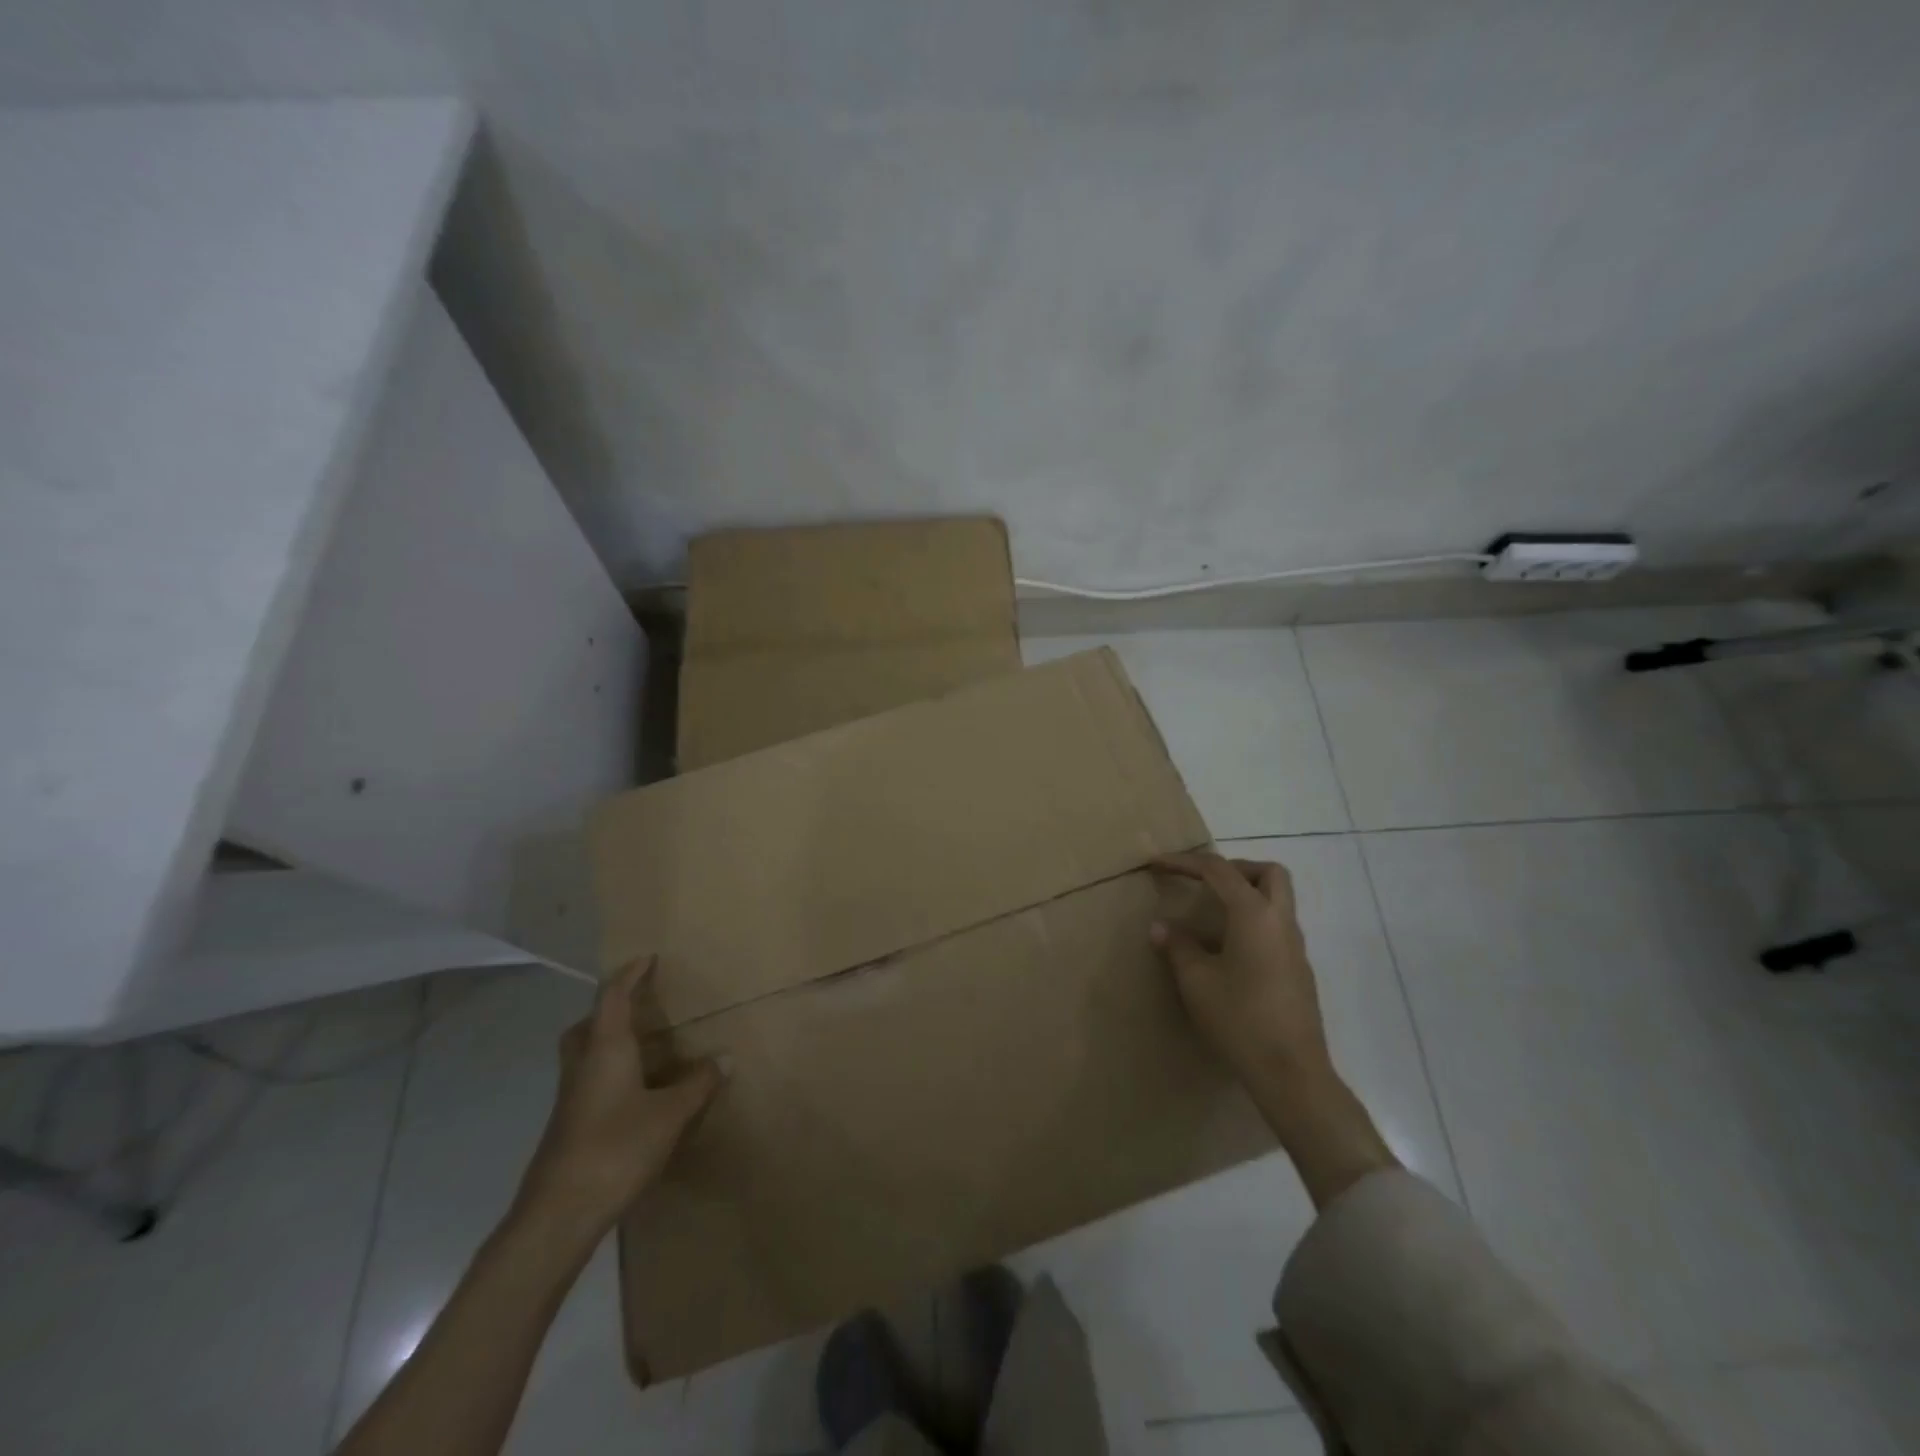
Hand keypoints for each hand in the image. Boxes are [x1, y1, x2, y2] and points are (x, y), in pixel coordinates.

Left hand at [514, 957, 721, 1238]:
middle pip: (587, 1023)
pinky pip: (588, 1080)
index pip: (613, 997)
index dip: (630, 974)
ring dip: (607, 1041)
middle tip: (638, 1005)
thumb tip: (725, 1057)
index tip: (647, 958)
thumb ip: (698, 1084)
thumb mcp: (670, 1114)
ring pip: (584, 1054)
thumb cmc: (615, 1148)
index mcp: (605, 1049)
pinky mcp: (568, 1125)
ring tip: (643, 1046)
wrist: (558, 1214)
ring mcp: (570, 1097)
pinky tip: (634, 1092)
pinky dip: (609, 1072)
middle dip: (610, 1008)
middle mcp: (582, 1065)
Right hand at [1150, 852, 1330, 1092]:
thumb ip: (1178, 946)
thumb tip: (1161, 926)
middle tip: (1203, 883)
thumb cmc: (1240, 1018)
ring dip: (1245, 895)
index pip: (1218, 871)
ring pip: (1276, 899)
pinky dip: (1252, 921)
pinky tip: (1227, 950)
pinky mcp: (1298, 970)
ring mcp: (1295, 946)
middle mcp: (1281, 921)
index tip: (1156, 864)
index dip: (1184, 862)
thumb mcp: (1197, 981)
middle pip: (1267, 872)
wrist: (1291, 1072)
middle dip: (1233, 868)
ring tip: (1209, 916)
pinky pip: (1276, 926)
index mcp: (1254, 914)